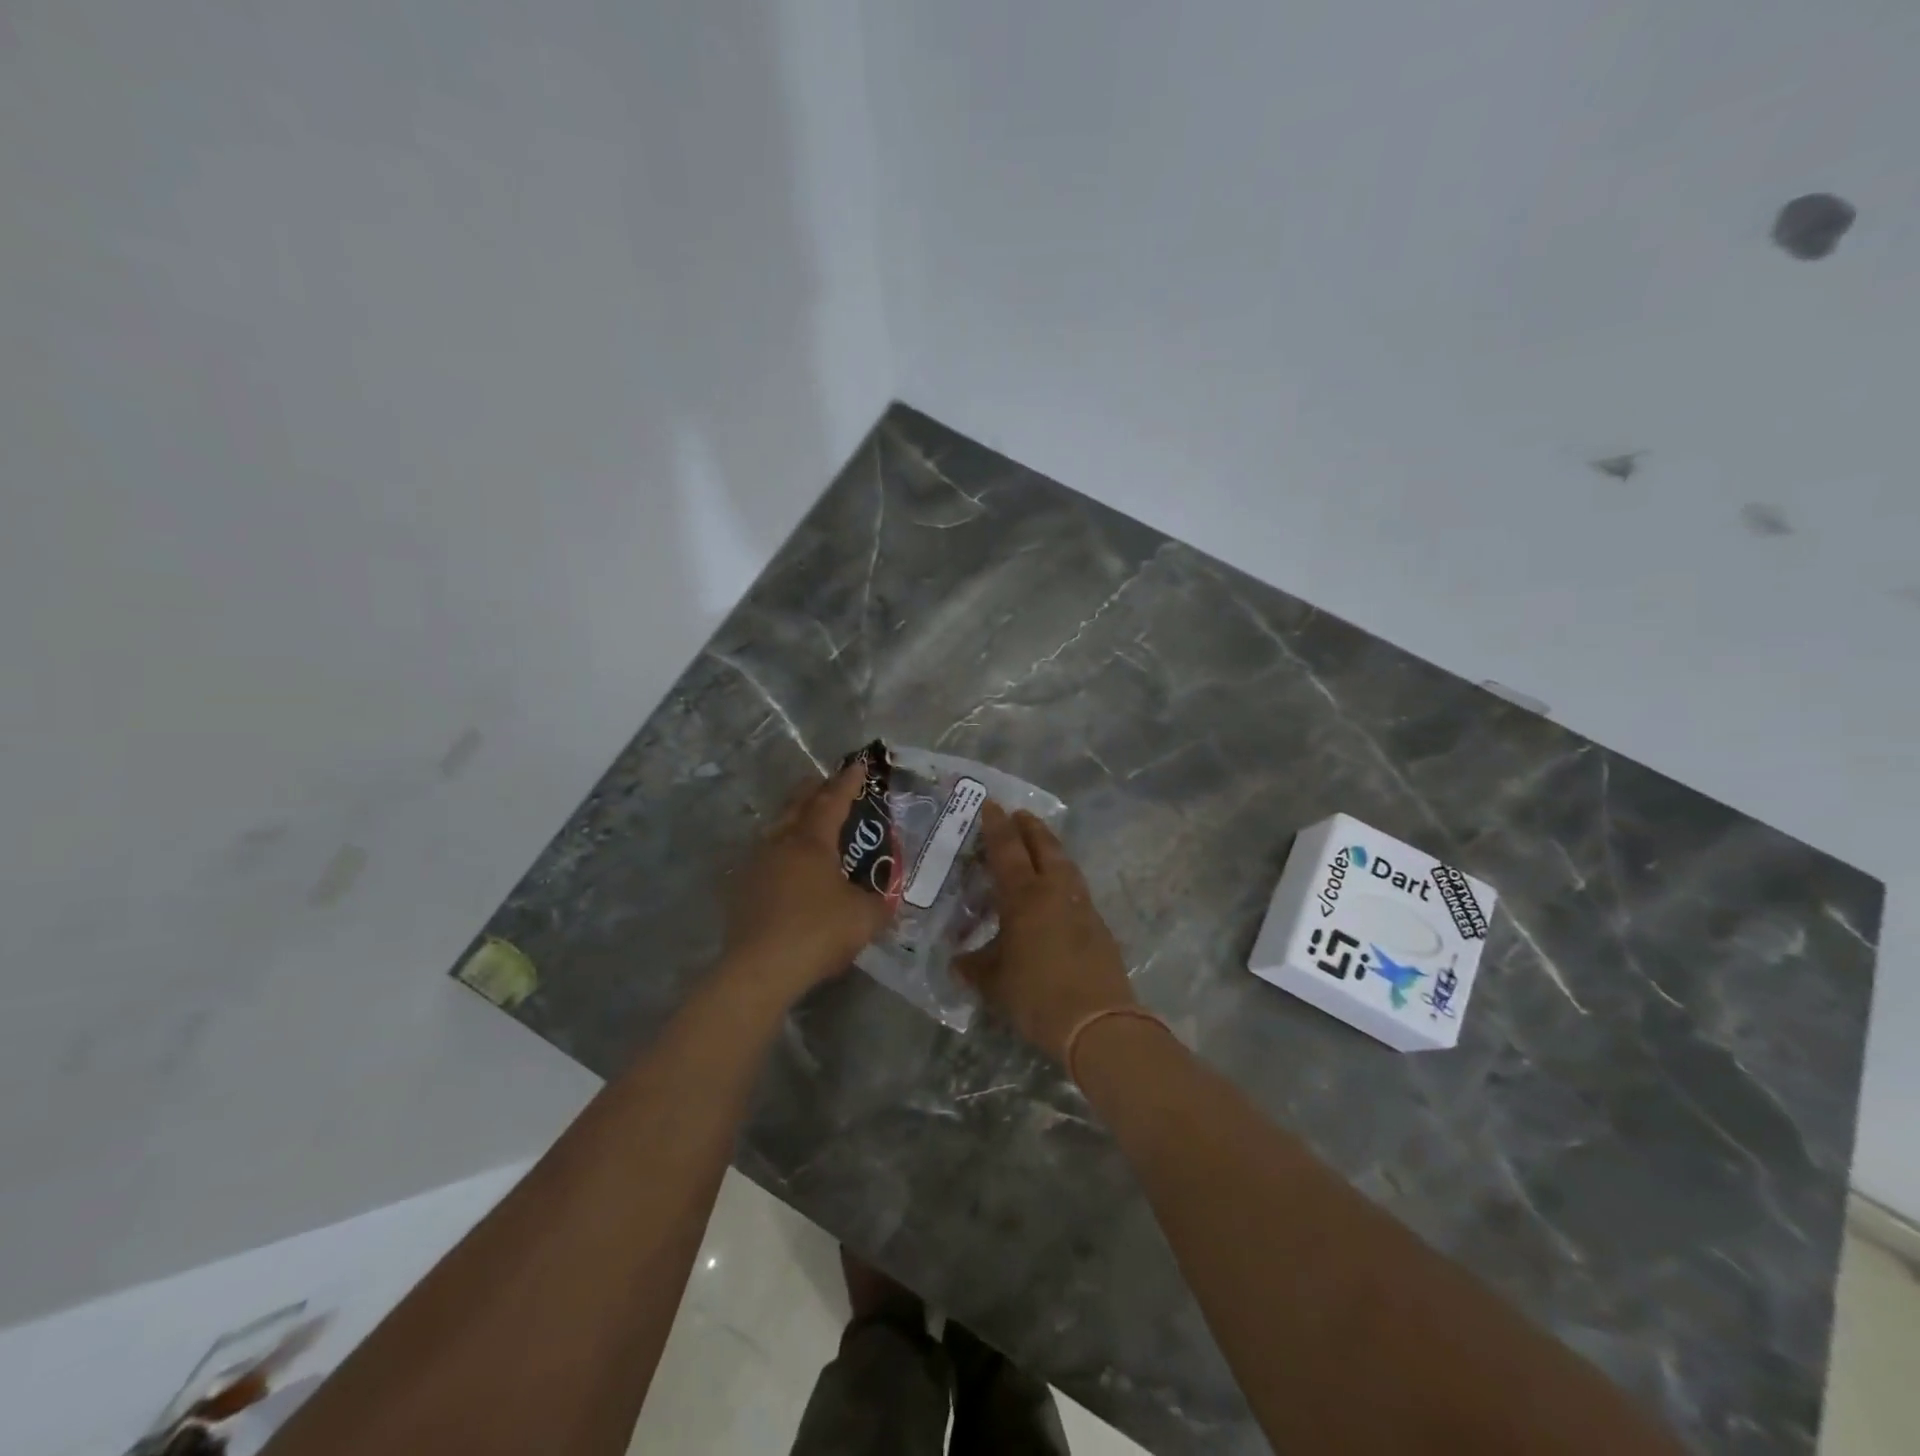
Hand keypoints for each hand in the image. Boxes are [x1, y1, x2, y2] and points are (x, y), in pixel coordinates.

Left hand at [724, 762, 893, 997]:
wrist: (760, 970)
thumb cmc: (818, 932)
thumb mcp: (865, 917)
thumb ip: (880, 902)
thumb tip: (885, 897)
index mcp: (812, 840)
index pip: (833, 801)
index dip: (848, 782)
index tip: (858, 765)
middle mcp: (780, 842)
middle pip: (798, 804)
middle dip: (816, 790)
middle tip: (830, 784)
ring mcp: (756, 864)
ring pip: (777, 829)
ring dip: (795, 818)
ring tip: (808, 821)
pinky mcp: (742, 889)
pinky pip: (766, 856)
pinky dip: (782, 850)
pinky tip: (787, 866)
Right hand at [957, 803, 1135, 1061]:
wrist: (1097, 1021)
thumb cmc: (1036, 995)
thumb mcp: (993, 982)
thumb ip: (973, 966)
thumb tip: (958, 961)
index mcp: (1024, 896)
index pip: (1007, 849)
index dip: (996, 826)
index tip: (991, 804)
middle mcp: (1055, 891)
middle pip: (1044, 846)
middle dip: (1030, 827)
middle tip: (1018, 814)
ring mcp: (1082, 906)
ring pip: (1065, 864)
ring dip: (1051, 847)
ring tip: (1040, 844)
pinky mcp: (1098, 925)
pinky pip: (1076, 888)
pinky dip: (1064, 877)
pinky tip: (1057, 890)